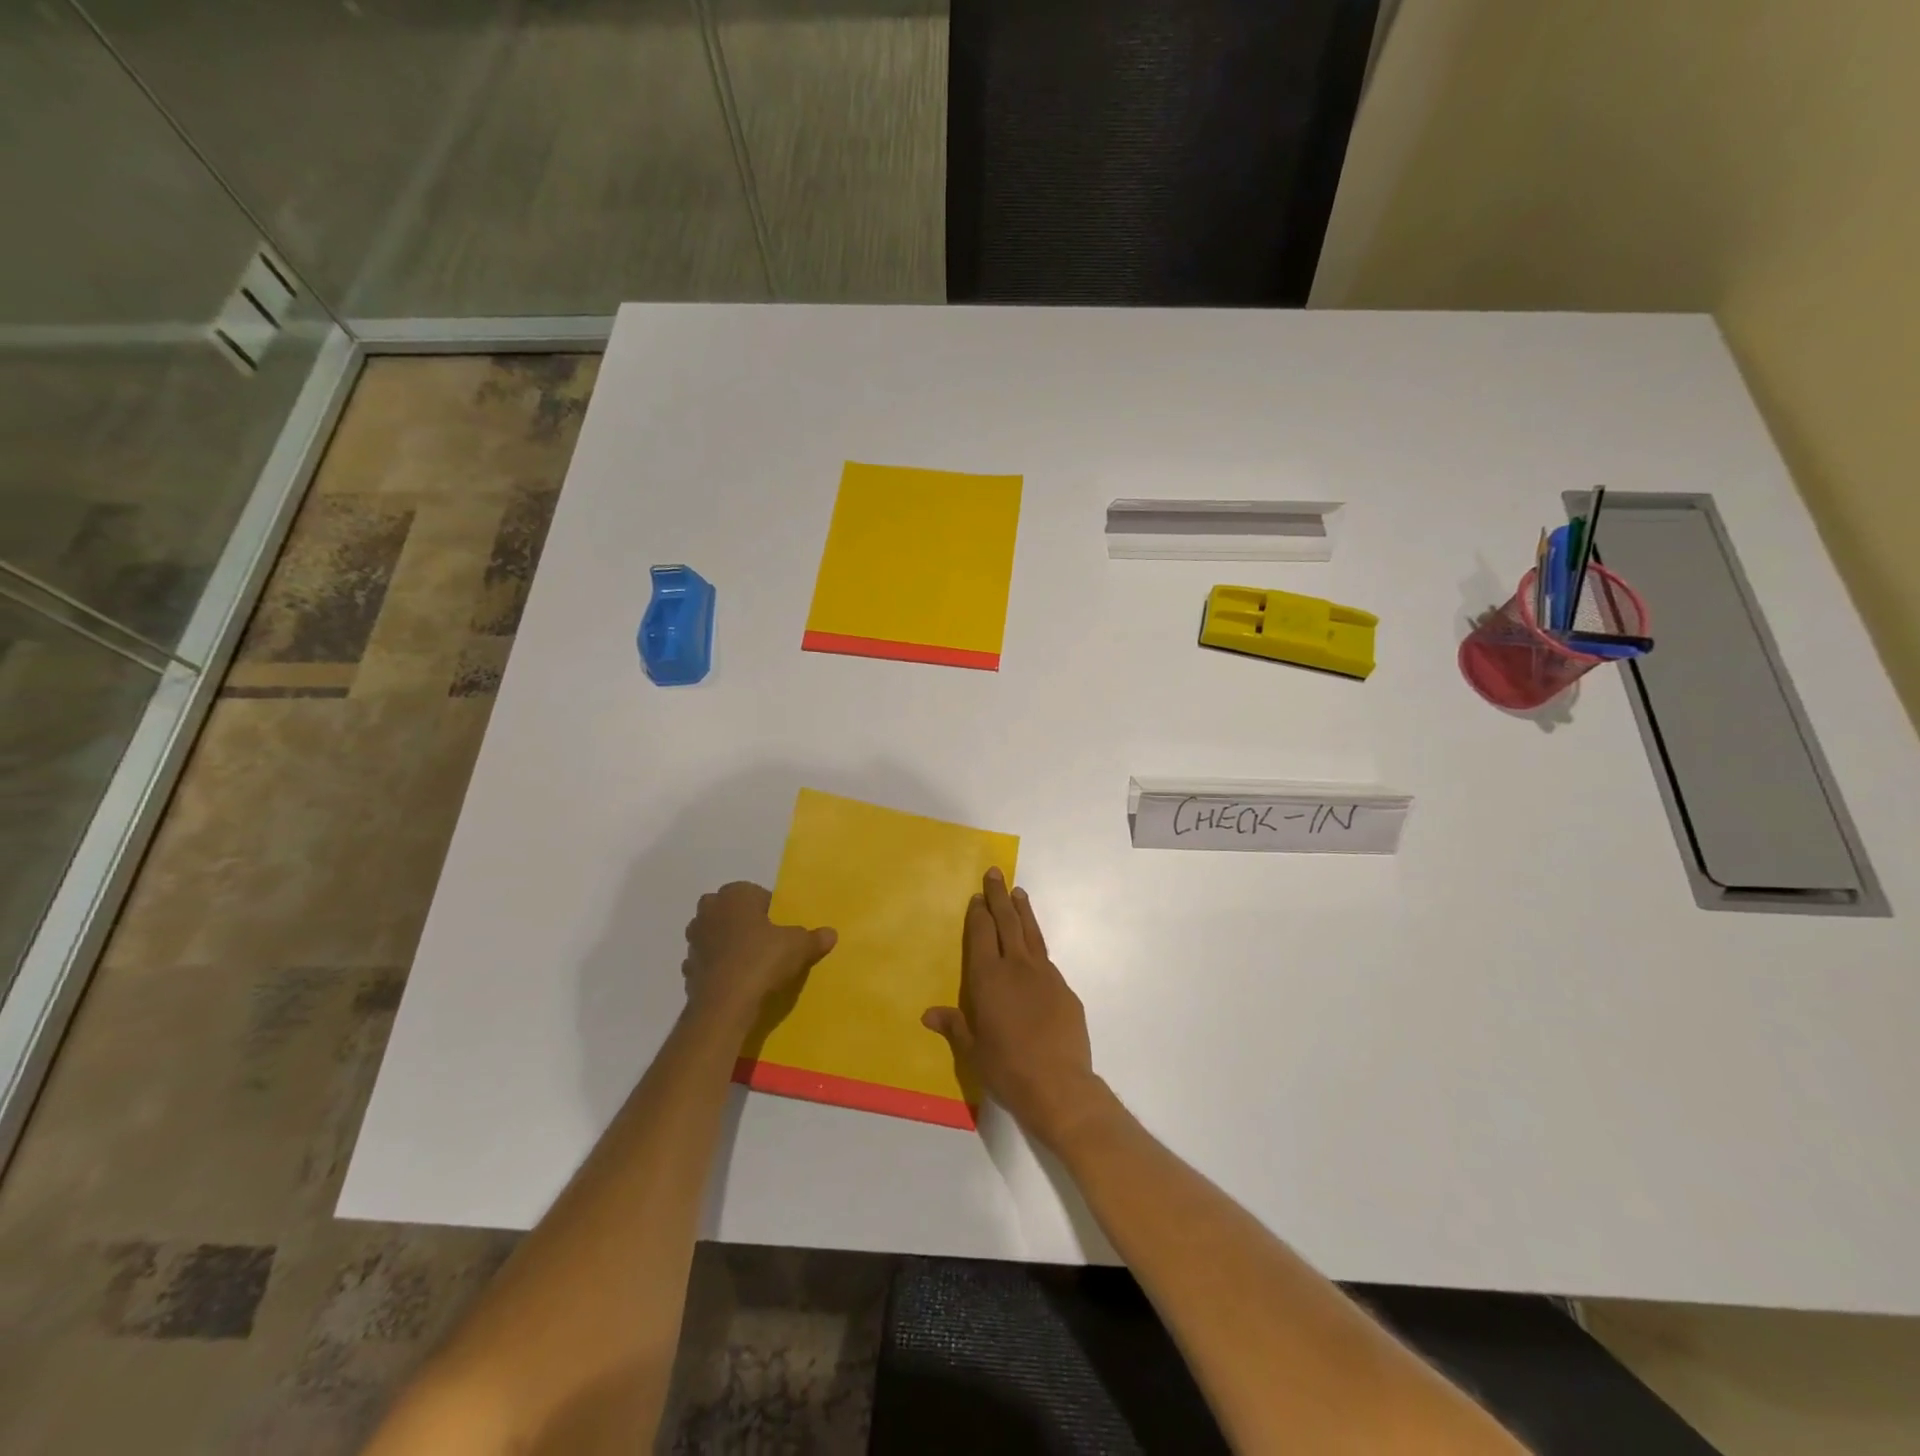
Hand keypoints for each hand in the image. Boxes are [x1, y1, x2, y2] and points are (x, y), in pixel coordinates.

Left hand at [683, 882, 835, 1022]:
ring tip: (751, 964)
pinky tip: (735, 982)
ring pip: (714, 936)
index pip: (756, 894)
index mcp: (735, 895)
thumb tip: (831, 934)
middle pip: (730, 911)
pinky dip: (717, 969)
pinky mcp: (687, 969)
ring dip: (727, 945)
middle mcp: (710, 911)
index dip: (771, 911)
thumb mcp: (799, 946)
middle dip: (744, 923)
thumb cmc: (762, 961)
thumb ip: (814, 937)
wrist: (725, 1006)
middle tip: (766, 943)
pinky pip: (707, 963)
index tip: (782, 930)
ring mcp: (694, 940)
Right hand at [923, 869, 1108, 1149]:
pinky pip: (1046, 959)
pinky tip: (1035, 946)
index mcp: (988, 978)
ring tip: (1019, 892)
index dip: (979, 913)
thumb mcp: (973, 1050)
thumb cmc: (1007, 1068)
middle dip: (999, 897)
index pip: (982, 934)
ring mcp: (1045, 975)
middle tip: (996, 874)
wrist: (1059, 1084)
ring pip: (1031, 933)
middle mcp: (1016, 967)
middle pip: (1007, 922)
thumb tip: (928, 1014)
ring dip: (1023, 910)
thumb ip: (954, 1026)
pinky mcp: (1064, 989)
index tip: (977, 896)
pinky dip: (1037, 945)